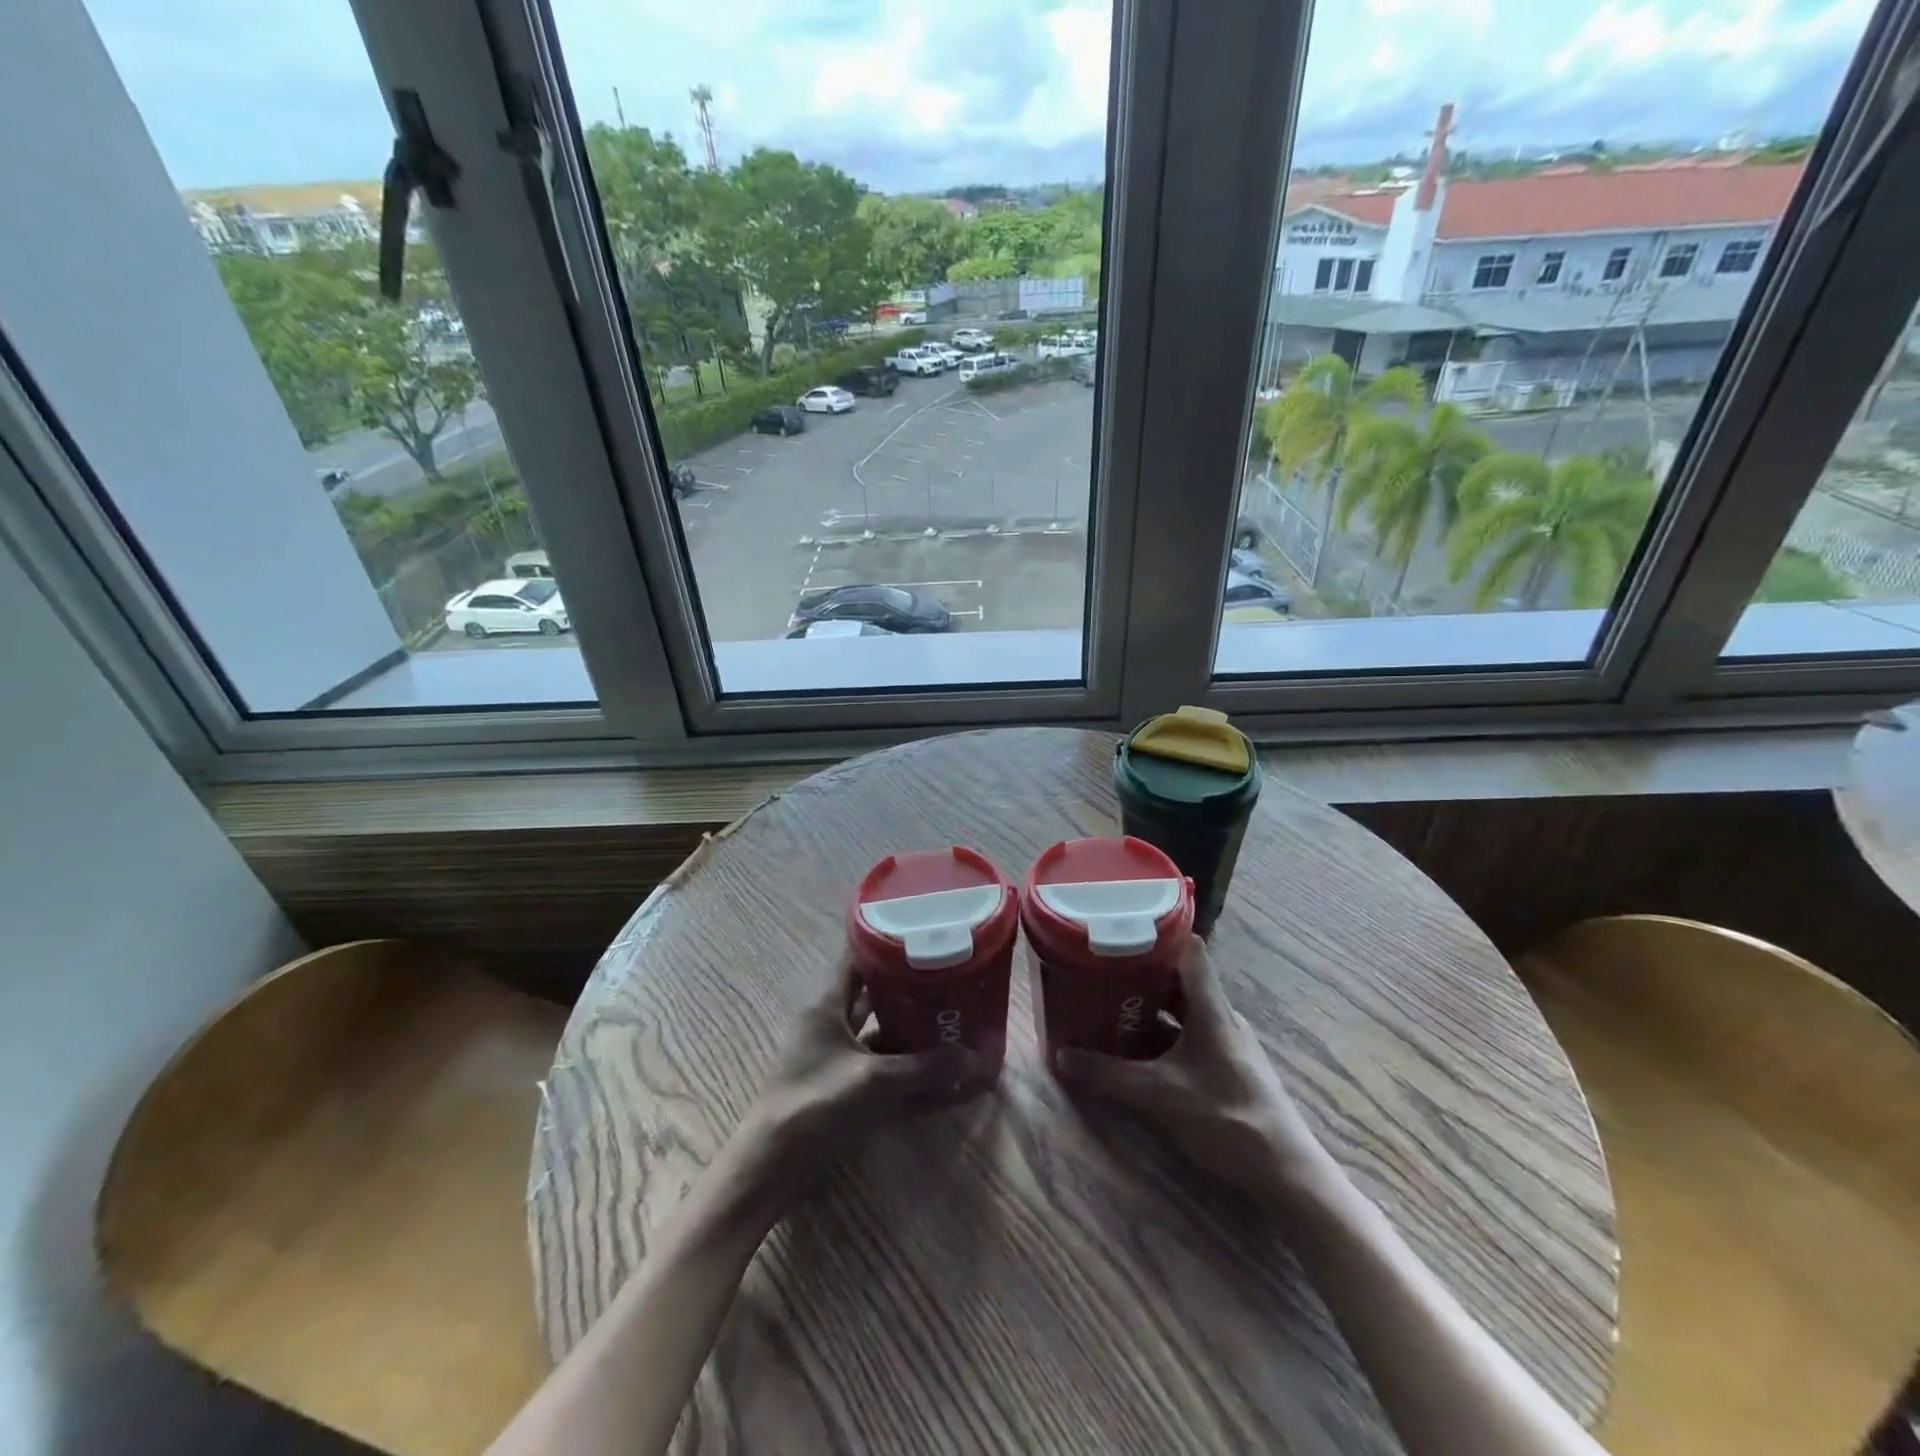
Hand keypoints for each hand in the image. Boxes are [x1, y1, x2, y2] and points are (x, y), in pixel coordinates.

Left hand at [730, 956, 994, 1207]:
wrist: (771, 1165)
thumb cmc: (816, 1103)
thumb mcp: (875, 1081)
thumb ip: (925, 1068)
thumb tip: (976, 1058)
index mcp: (827, 1002)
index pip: (857, 955)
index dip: (887, 941)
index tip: (925, 933)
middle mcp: (829, 1020)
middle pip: (872, 991)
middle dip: (909, 986)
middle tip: (949, 977)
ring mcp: (832, 1052)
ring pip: (876, 1027)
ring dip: (907, 1025)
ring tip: (948, 1017)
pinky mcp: (838, 1082)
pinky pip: (876, 1062)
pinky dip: (901, 1062)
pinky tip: (932, 1067)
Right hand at [1052, 936, 1331, 1203]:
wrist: (1286, 1172)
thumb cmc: (1226, 1117)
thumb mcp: (1161, 1095)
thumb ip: (1109, 1075)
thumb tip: (1060, 1055)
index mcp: (1212, 1008)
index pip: (1190, 950)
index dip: (1158, 933)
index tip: (1121, 927)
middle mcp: (1221, 1017)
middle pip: (1180, 978)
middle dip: (1142, 972)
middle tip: (1102, 969)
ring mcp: (1226, 1043)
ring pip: (1183, 1009)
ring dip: (1150, 1006)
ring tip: (1110, 1003)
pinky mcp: (1227, 1066)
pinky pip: (1189, 1035)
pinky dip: (1163, 1033)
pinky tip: (1137, 1048)